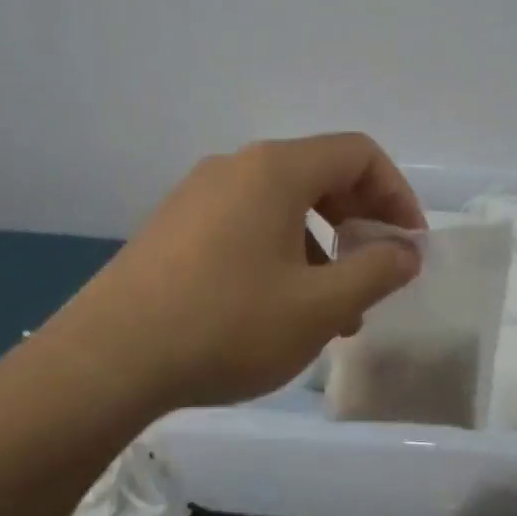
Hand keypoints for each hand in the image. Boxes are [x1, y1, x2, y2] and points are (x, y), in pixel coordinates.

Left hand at [47, 134, 425, 413]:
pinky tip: (279, 309)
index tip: (409, 246)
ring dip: (321, 247)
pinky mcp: (174, 226)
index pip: (358, 154)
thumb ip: (375, 272)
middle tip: (376, 274)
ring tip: (332, 311)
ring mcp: (198, 194)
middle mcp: (236, 167)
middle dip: (360, 222)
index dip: (397, 195)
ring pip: (282, 206)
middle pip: (320, 175)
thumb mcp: (318, 306)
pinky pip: (246, 224)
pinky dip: (280, 253)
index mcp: (275, 169)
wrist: (107, 360)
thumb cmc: (226, 325)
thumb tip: (405, 251)